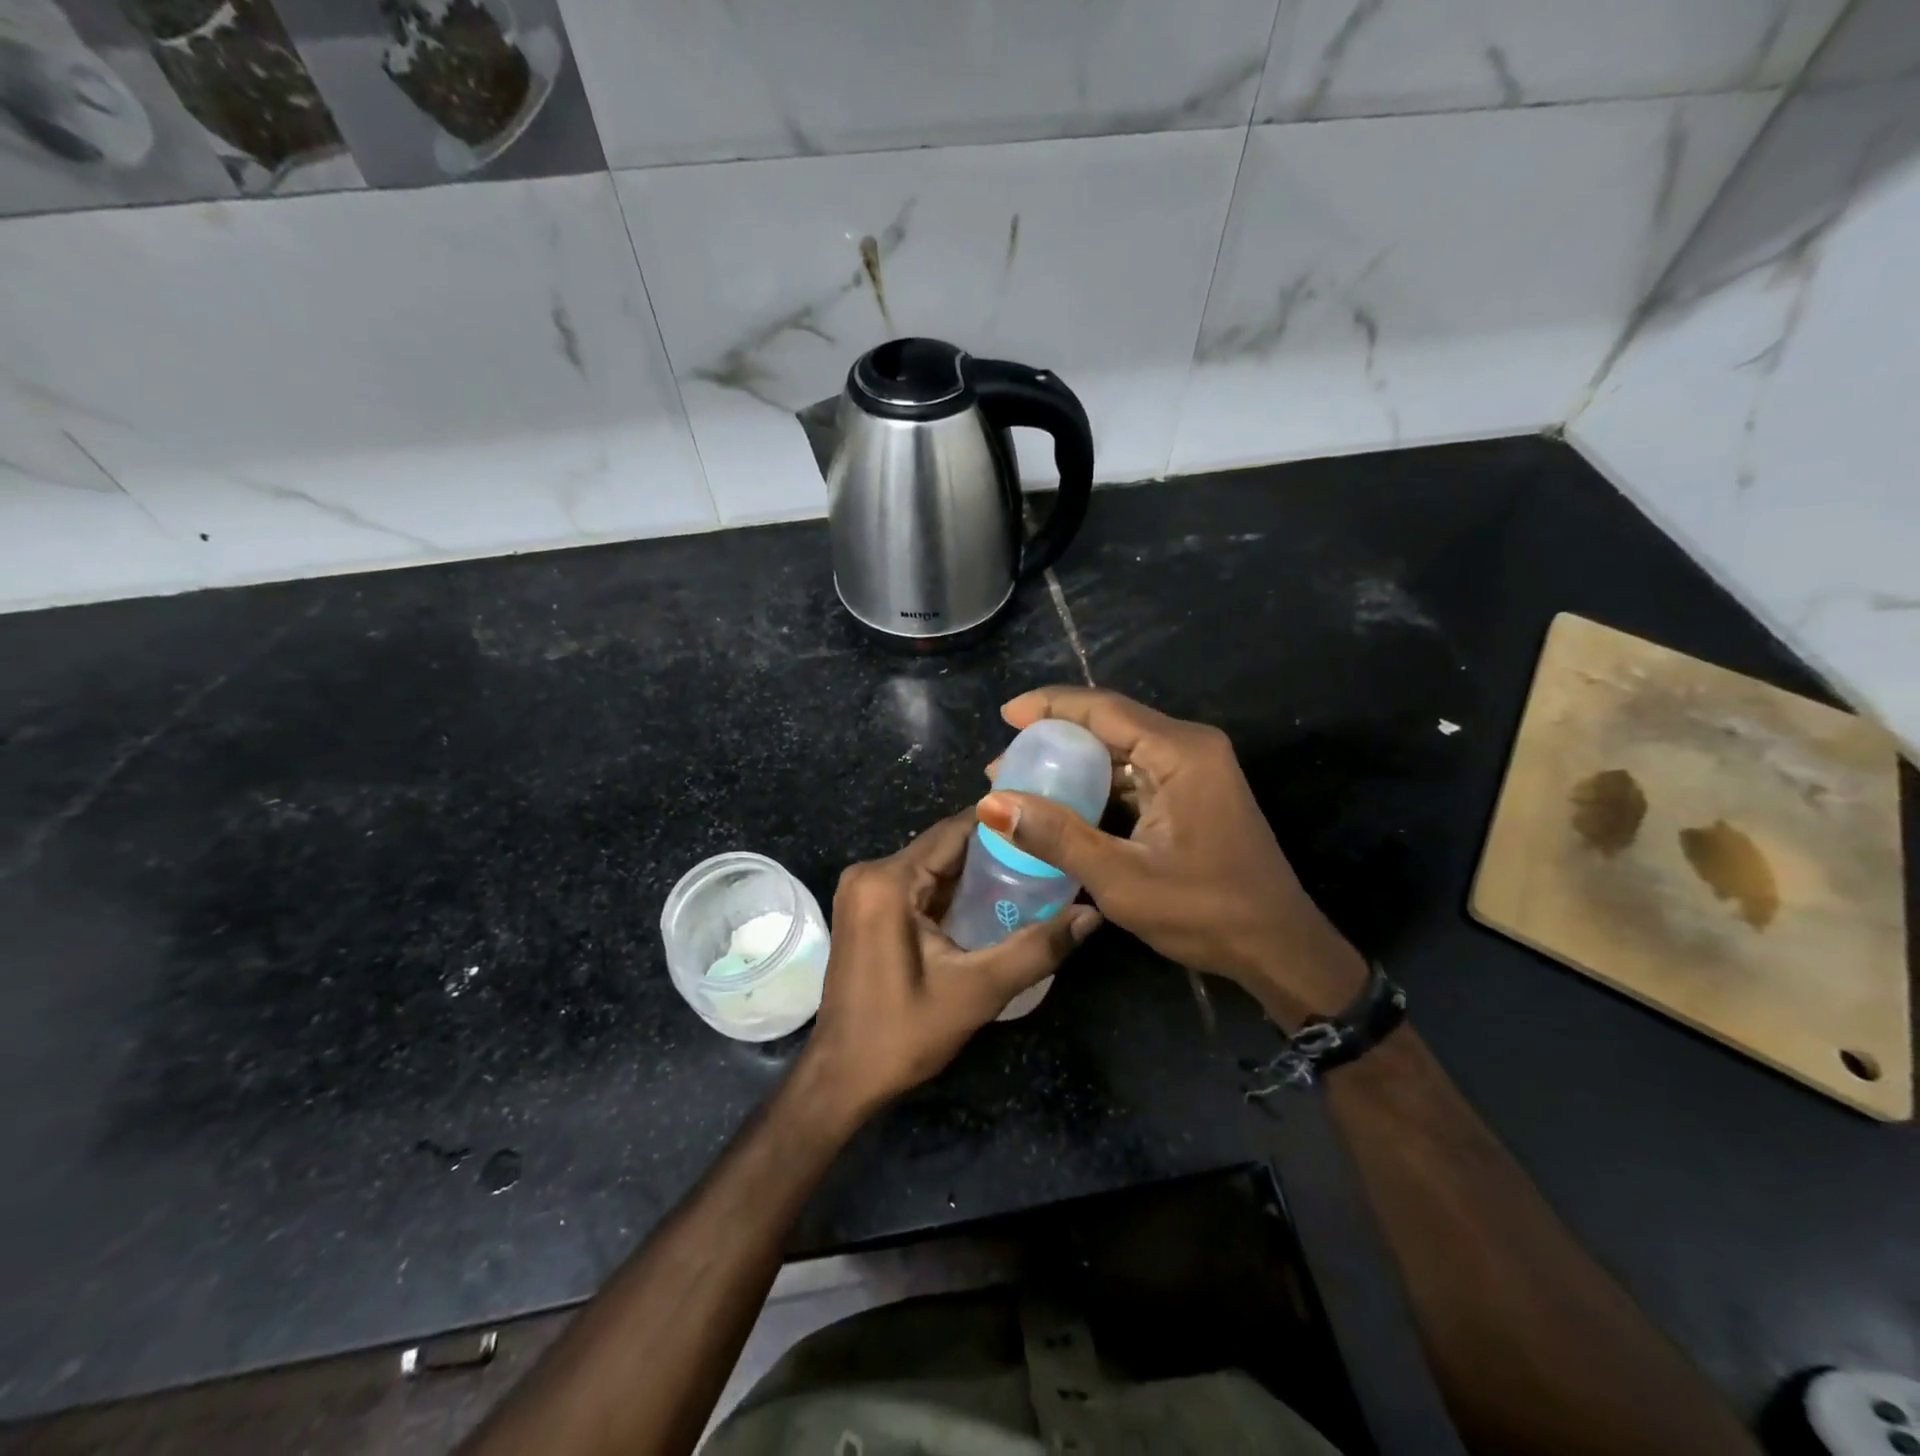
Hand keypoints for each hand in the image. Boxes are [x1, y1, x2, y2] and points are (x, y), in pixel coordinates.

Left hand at [801, 812, 1100, 1119]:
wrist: (843, 1077)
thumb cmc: (903, 1033)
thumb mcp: (977, 991)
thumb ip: (1037, 948)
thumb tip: (1092, 914)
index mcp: (888, 880)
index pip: (955, 831)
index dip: (1003, 827)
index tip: (1047, 827)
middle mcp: (870, 873)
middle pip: (943, 847)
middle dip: (994, 852)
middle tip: (1047, 857)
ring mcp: (863, 891)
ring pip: (931, 866)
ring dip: (974, 874)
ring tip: (1030, 876)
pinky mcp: (865, 910)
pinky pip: (916, 886)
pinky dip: (951, 892)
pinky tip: (989, 903)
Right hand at [976, 686, 1365, 1027]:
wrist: (1278, 949)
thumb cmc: (1204, 912)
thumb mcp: (1121, 878)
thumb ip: (1056, 836)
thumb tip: (992, 804)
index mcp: (1180, 753)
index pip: (1103, 709)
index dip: (1049, 706)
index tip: (1005, 715)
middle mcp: (1190, 748)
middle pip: (1110, 724)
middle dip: (1054, 738)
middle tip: (1004, 764)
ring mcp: (1195, 770)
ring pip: (1121, 750)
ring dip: (1073, 764)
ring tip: (1023, 784)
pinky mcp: (1193, 793)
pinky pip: (1135, 774)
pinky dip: (1097, 785)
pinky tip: (1064, 804)